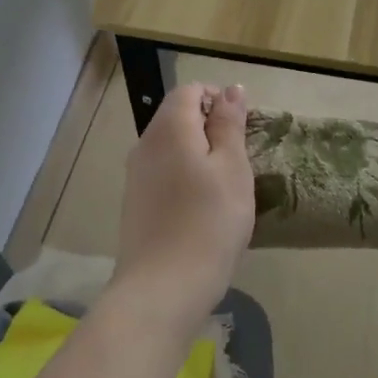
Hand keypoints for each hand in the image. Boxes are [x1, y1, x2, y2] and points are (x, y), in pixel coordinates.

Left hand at [112, 82, 253, 330]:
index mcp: (169, 128)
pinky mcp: (135, 202)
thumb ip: (230, 125)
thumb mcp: (232, 168)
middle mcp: (145, 144)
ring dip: (199, 154)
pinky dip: (184, 176)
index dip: (218, 99)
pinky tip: (203, 207)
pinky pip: (162, 172)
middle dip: (210, 127)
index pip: (189, 91)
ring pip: (170, 147)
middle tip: (240, 159)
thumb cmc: (209, 222)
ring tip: (226, 185)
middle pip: (177, 116)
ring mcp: (135, 175)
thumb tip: (231, 90)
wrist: (163, 288)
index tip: (243, 129)